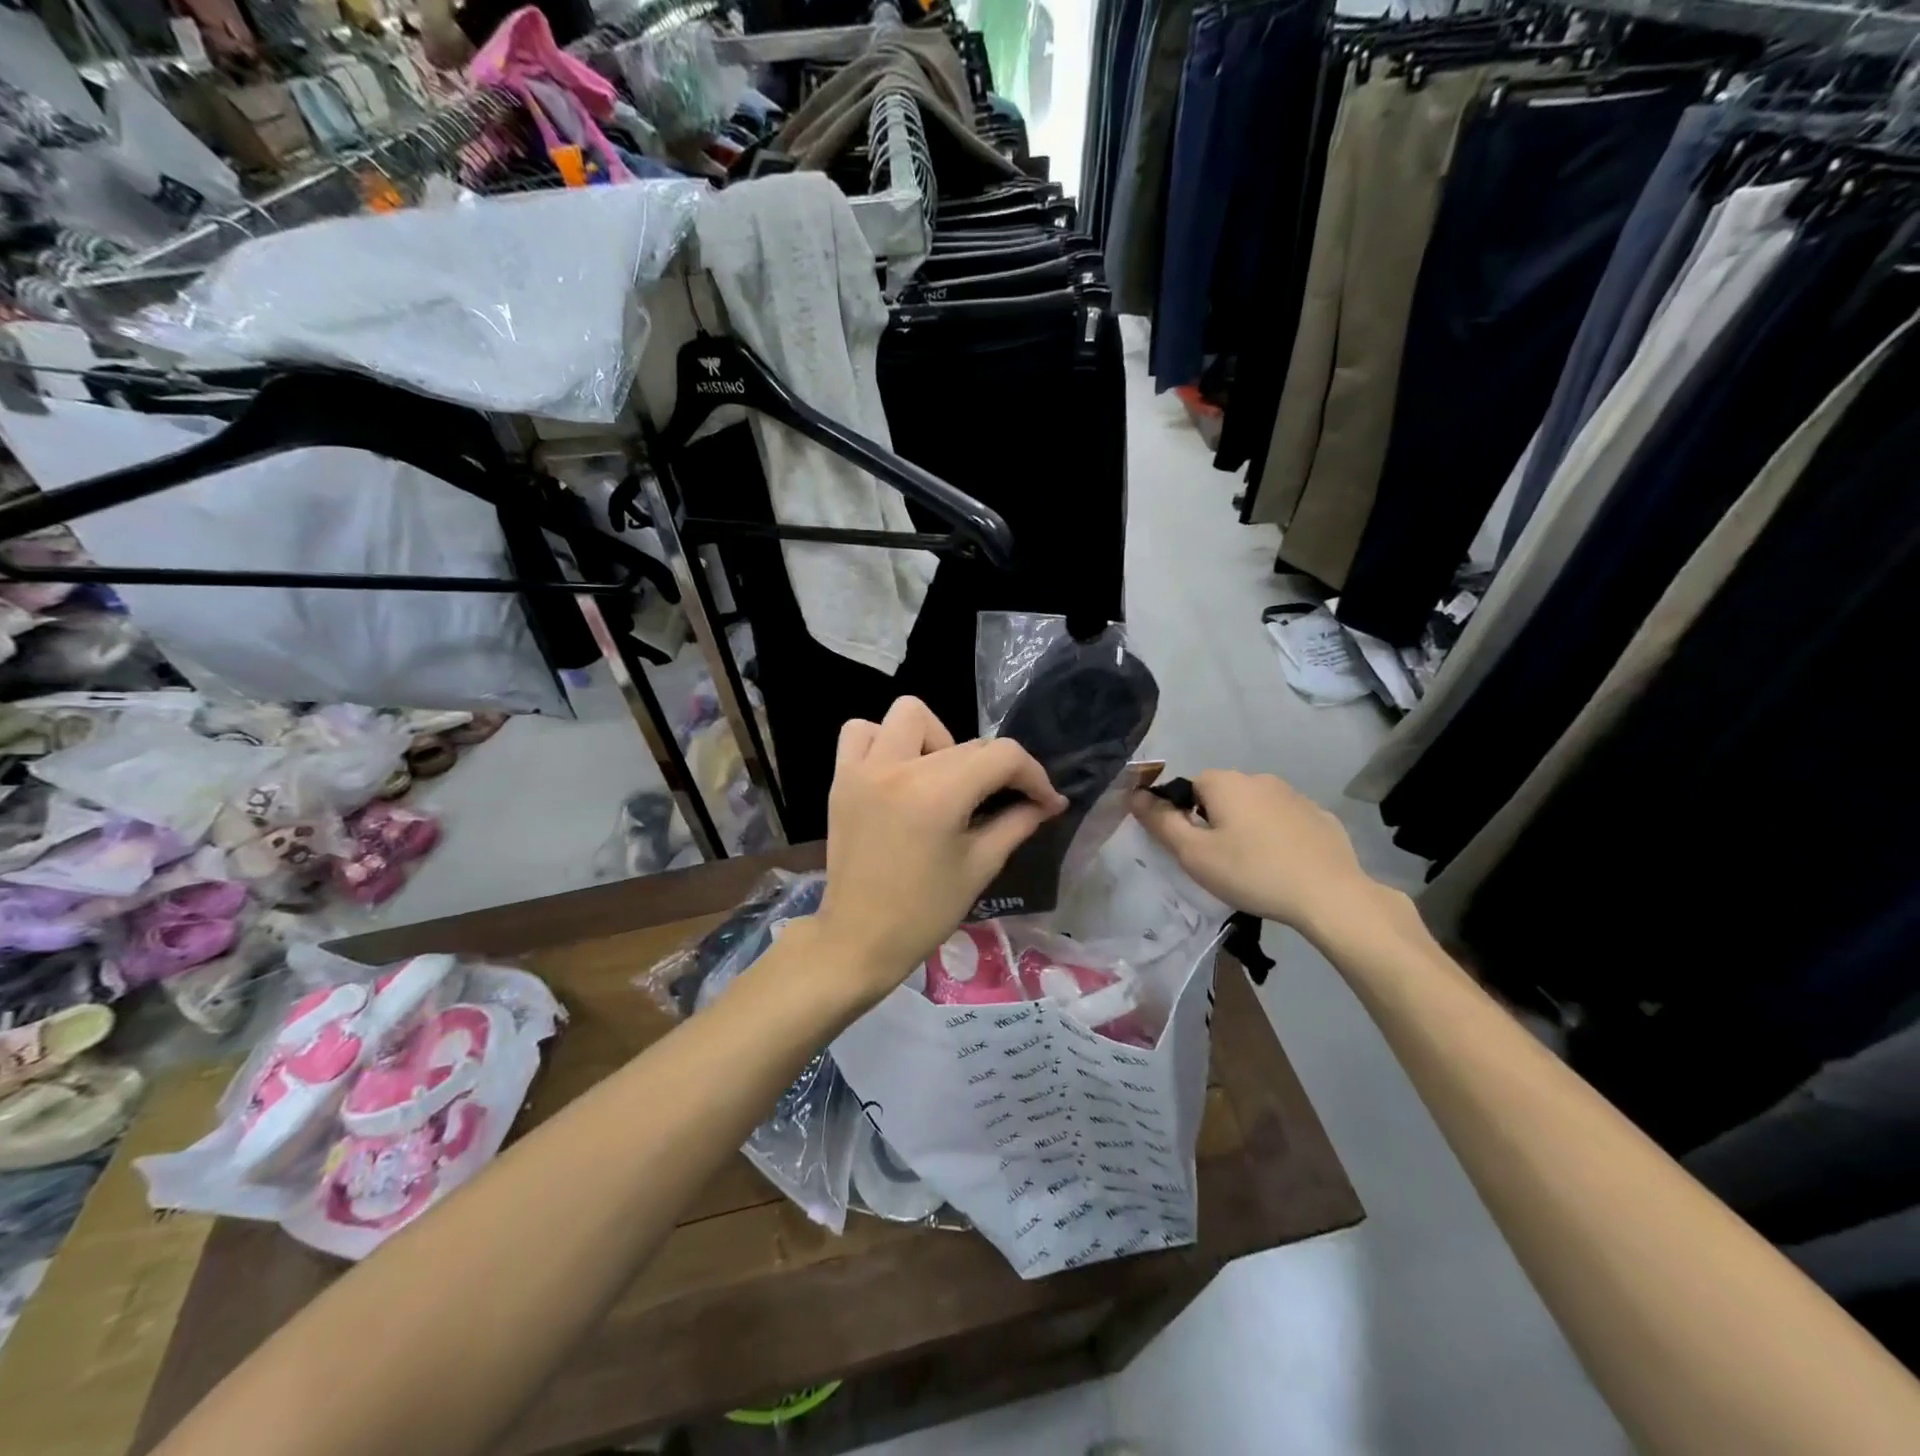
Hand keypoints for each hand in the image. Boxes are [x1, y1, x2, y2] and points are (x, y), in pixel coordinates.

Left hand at [813, 697, 1065, 1005]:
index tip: (1045, 801)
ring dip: (936, 738)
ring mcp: (864, 769)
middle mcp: (899, 768)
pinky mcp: (842, 779)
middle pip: (966, 742)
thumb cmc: (924, 912)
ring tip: (941, 778)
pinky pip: (860, 732)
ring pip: (909, 715)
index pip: (1002, 756)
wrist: (858, 939)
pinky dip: (885, 741)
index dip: (1034, 775)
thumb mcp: (980, 866)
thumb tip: (1046, 803)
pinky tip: (899, 771)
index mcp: (938, 794)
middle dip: (994, 769)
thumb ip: (1016, 823)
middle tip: (1000, 801)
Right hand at [1131, 770, 1381, 935]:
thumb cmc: (1252, 872)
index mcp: (1226, 782)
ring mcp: (1295, 796)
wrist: (1329, 895)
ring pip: (1255, 808)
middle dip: (1215, 821)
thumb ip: (1161, 822)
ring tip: (1252, 866)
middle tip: (1219, 861)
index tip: (1191, 848)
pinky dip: (1278, 837)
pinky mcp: (1320, 817)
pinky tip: (1284, 865)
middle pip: (1222, 795)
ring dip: (1247, 827)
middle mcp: (1259, 779)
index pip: (1189, 786)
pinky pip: (1286, 821)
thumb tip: (1135, 795)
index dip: (1183, 816)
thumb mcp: (1194, 854)